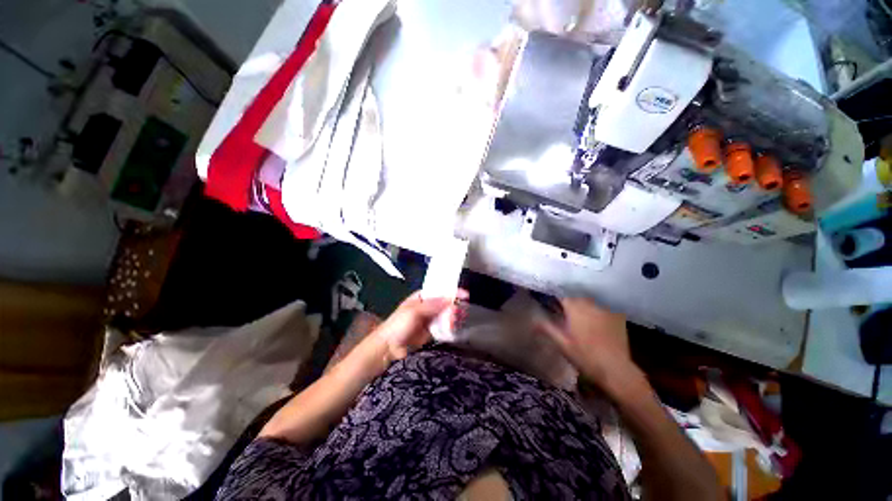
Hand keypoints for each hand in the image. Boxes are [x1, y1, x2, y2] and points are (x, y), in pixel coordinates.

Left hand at [374, 290, 467, 361]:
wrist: (389, 348)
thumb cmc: (398, 325)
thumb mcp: (413, 311)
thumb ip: (432, 305)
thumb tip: (450, 298)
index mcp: (422, 297)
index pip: (440, 291)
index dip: (452, 291)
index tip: (465, 295)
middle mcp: (428, 306)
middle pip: (446, 303)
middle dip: (453, 307)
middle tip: (457, 314)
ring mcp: (430, 319)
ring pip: (447, 315)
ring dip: (453, 317)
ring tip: (454, 323)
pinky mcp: (432, 331)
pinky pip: (445, 327)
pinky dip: (450, 327)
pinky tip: (453, 328)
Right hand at [536, 298, 645, 398]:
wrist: (615, 370)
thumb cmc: (585, 357)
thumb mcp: (562, 344)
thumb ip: (548, 329)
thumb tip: (534, 320)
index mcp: (575, 309)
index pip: (563, 297)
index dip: (557, 300)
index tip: (554, 306)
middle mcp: (590, 305)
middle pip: (577, 298)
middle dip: (571, 304)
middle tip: (567, 315)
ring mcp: (606, 310)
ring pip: (591, 303)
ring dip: (585, 307)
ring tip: (582, 319)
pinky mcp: (618, 317)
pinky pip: (604, 309)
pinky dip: (599, 313)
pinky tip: (598, 324)